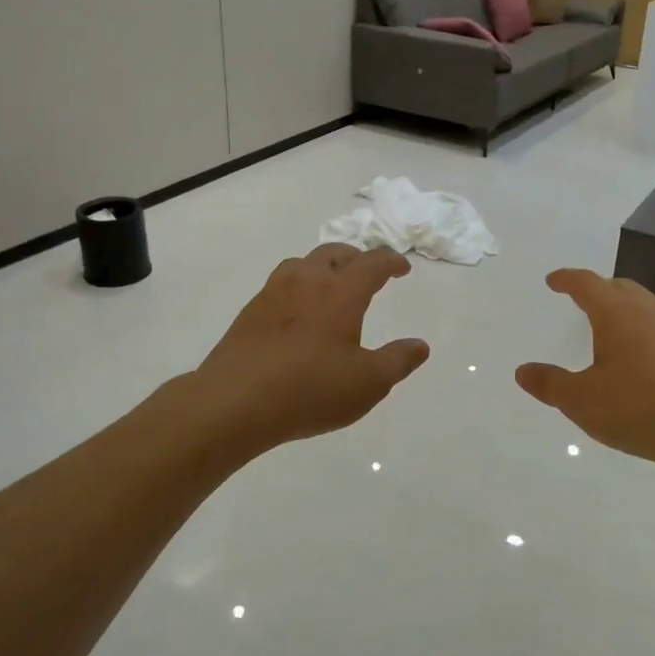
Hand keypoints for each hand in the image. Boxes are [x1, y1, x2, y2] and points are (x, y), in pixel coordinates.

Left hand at [195, 245, 429, 453]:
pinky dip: (298, 288)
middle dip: (356, 257)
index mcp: (340, 292)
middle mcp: (307, 281)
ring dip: (323, 267)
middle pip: (334, 253)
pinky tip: (297, 314)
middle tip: (368, 271)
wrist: (234, 402)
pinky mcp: (250, 312)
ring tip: (331, 286)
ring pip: (302, 264)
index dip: (391, 262)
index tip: (402, 268)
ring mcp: (273, 293)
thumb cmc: (310, 389)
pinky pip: (280, 285)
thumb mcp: (368, 383)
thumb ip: (398, 361)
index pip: (372, 263)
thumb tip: (420, 345)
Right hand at [516, 269, 654, 469]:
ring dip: (624, 308)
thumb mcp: (581, 401)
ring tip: (612, 327)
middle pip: (619, 287)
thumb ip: (550, 384)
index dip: (566, 279)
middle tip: (582, 300)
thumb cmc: (637, 408)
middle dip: (597, 290)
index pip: (586, 283)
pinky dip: (645, 329)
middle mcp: (647, 309)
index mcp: (615, 312)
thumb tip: (522, 371)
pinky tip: (644, 355)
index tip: (553, 281)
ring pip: (644, 304)